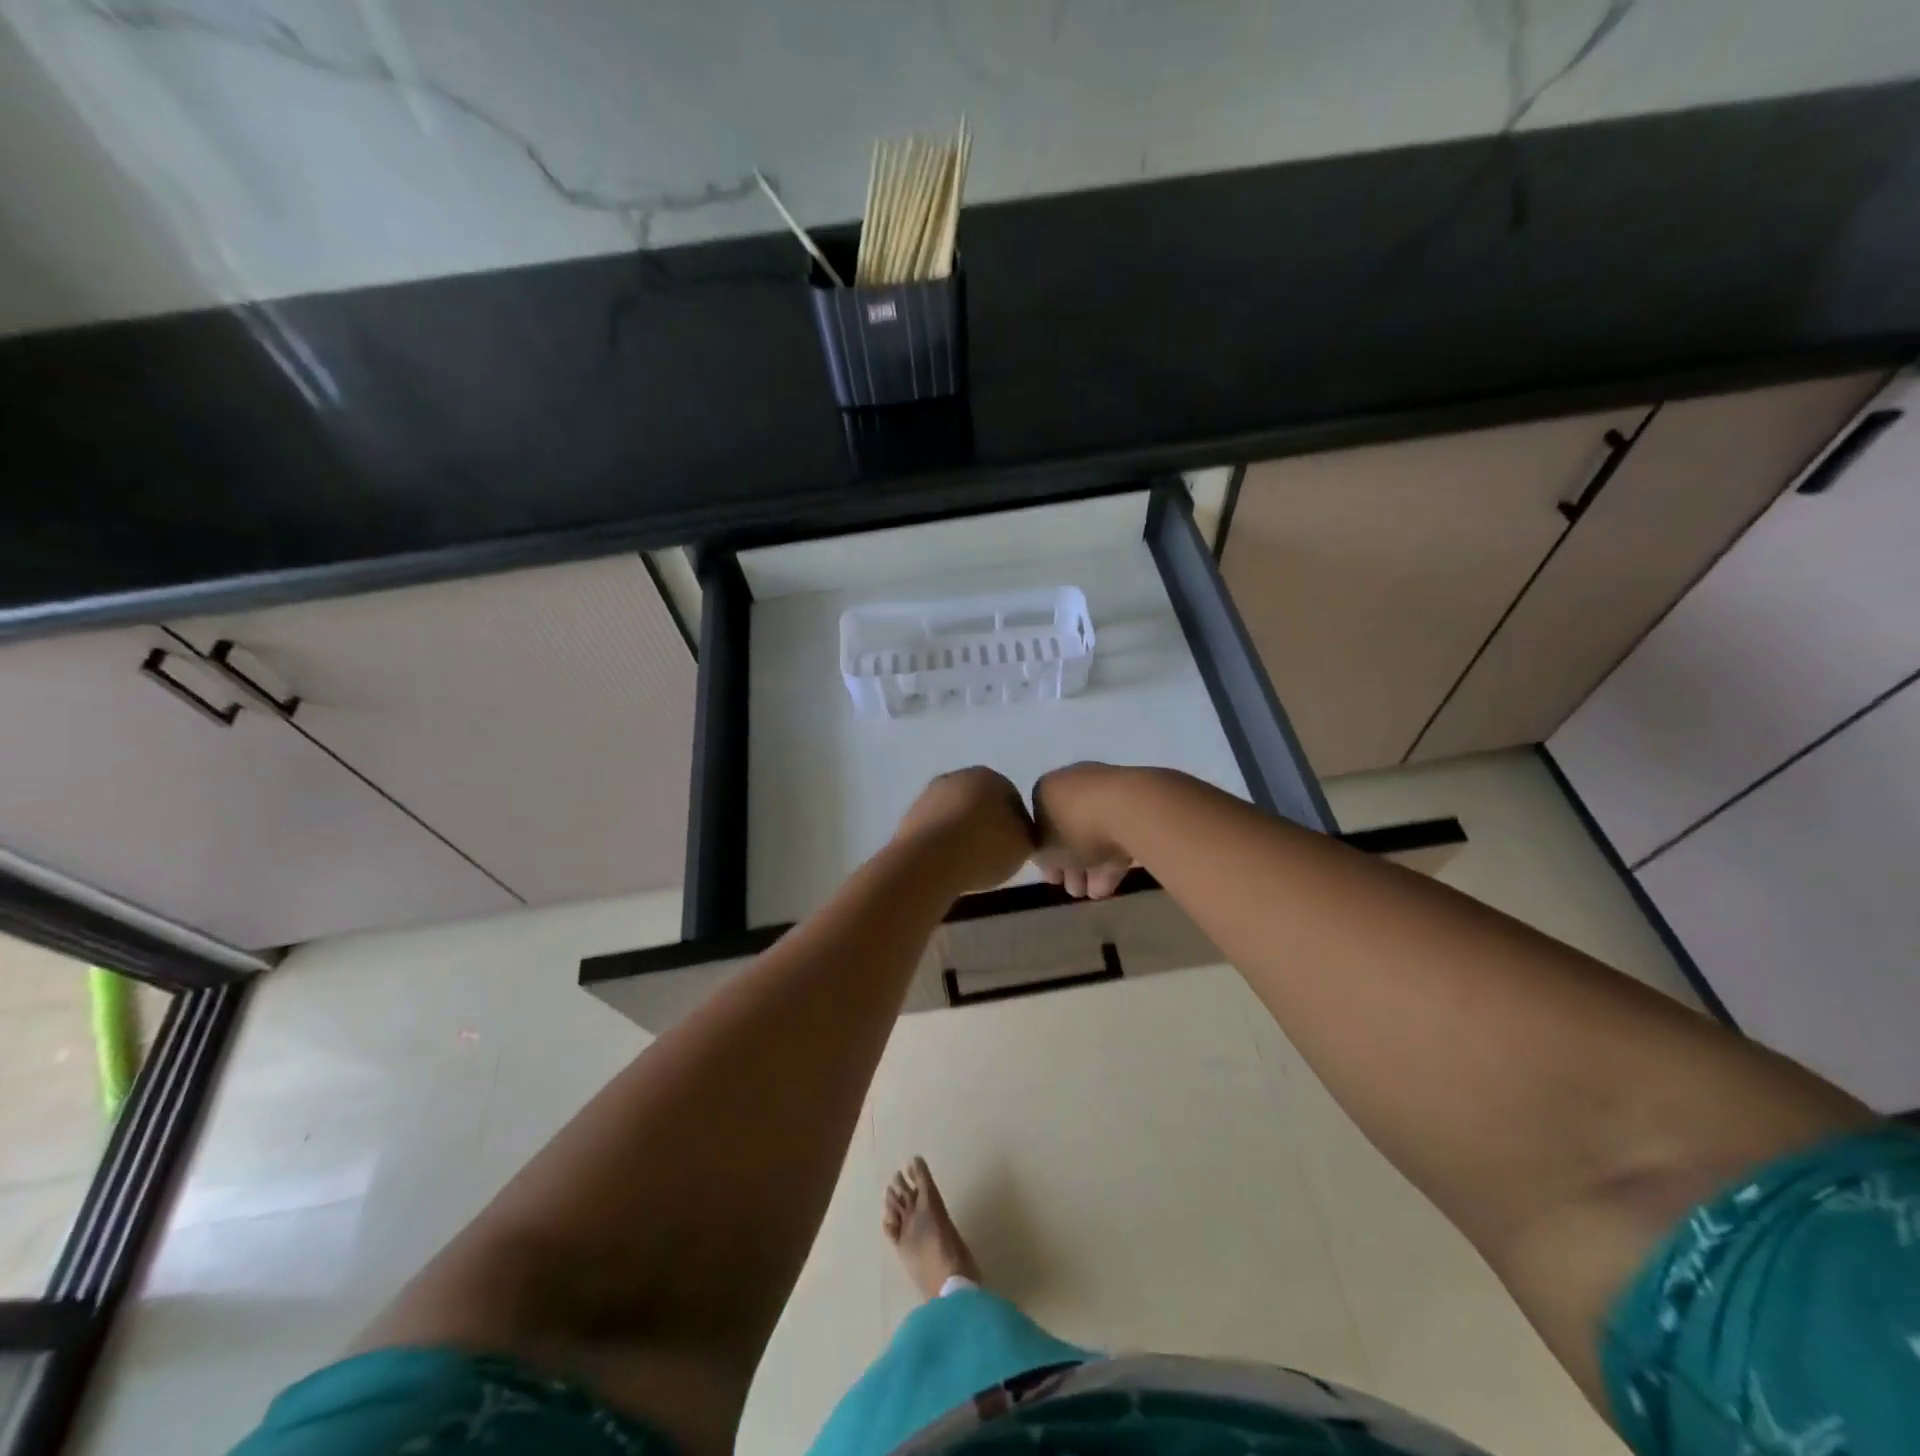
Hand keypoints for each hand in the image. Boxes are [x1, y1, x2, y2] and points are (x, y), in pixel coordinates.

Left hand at [893, 768, 1035, 895]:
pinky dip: (941, 844)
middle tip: (991, 857)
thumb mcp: (1025, 844)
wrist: (931, 859)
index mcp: (992, 777)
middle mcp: (959, 777)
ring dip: (961, 834)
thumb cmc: (986, 847)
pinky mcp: (909, 815)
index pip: (1012, 799)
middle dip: (985, 826)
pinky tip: (946, 864)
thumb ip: (1026, 833)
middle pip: (980, 804)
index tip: (1014, 850)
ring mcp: (930, 794)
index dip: (1016, 827)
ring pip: (954, 815)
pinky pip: (935, 830)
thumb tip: (1018, 832)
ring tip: (967, 864)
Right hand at [1032, 762, 1136, 898]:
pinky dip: (1114, 857)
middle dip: (1072, 863)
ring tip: (1096, 895)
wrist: (1128, 808)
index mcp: (1046, 788)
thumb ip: (1042, 857)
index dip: (1045, 857)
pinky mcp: (1137, 801)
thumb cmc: (1074, 828)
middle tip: (1075, 891)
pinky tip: (1113, 884)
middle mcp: (1073, 782)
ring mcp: (1107, 789)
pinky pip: (1119, 831)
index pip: (1040, 826)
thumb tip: (1048, 859)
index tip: (1054, 879)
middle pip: (1069, 829)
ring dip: (1093, 865)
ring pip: (1095, 832)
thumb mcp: (1044, 851)